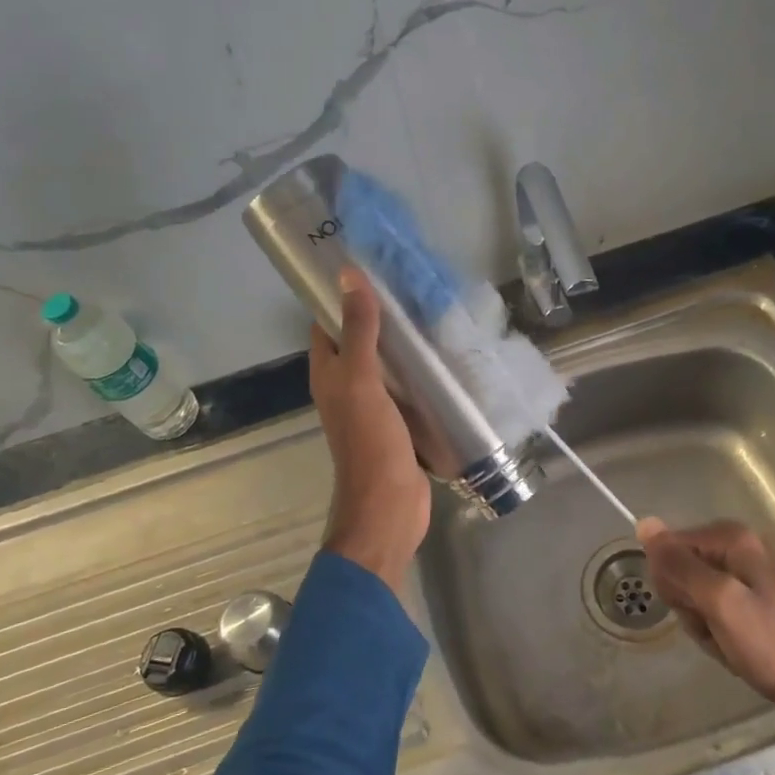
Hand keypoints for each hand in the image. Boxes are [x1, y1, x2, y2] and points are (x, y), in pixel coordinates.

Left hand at [309, 268, 432, 590]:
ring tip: (435, 313)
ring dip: (405, 345)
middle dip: (382, 317)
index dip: (342, 296)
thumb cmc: (370, 442)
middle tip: (414, 287)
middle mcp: (347, 387)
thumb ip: (359, 331)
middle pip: (361, 342)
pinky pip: (409, 389)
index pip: (328, 324)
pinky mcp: (401, 424)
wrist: (389, 507)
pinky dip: (422, 373)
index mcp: (329, 374)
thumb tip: (349, 275)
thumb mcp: (362, 381)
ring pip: (388, 366)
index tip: (372, 267)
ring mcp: (375, 407)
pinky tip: (447, 357)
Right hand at [636, 518, 774, 768]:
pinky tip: (733, 644)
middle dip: (689, 603)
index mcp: (733, 538)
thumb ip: (680, 564)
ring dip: (702, 620)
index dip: (672, 582)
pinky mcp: (757, 595)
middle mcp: (741, 545)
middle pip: (683, 567)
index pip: (671, 547)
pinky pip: (716, 605)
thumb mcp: (718, 602)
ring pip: (697, 591)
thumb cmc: (769, 643)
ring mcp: (751, 570)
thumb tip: (644, 524)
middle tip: (712, 627)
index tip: (692, 609)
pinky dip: (717, 627)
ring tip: (725, 639)